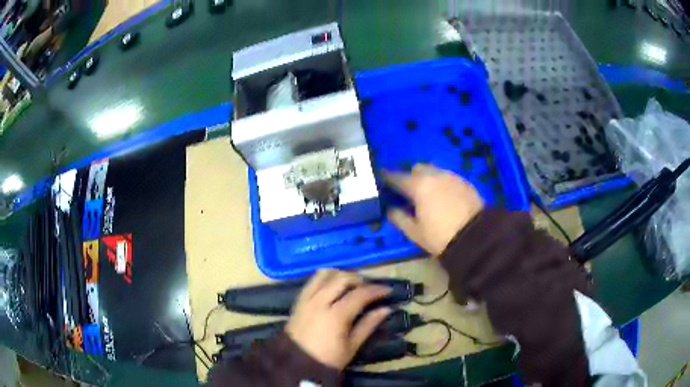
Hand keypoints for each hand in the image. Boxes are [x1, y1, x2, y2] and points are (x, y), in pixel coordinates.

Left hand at [286, 269, 391, 369]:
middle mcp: (320, 301)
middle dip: (359, 279)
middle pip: (342, 278)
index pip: (360, 294)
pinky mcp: (298, 300)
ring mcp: (307, 299)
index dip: (376, 290)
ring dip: (341, 275)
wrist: (296, 364)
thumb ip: (368, 325)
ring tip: (351, 284)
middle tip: (369, 288)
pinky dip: (325, 277)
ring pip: (325, 274)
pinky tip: (333, 286)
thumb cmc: (328, 359)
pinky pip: (312, 281)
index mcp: (336, 315)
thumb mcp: (352, 346)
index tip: (387, 290)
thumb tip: (386, 309)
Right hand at [385, 164, 483, 255]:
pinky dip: (441, 182)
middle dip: (410, 176)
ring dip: (427, 178)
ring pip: (434, 170)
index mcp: (419, 186)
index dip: (387, 177)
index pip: (397, 177)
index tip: (380, 177)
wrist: (476, 237)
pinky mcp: (464, 182)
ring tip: (427, 193)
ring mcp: (451, 176)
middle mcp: (434, 175)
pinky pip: (447, 176)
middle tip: (408, 190)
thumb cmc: (441, 236)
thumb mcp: (415, 232)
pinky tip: (443, 196)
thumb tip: (390, 209)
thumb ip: (399, 218)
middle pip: (417, 168)